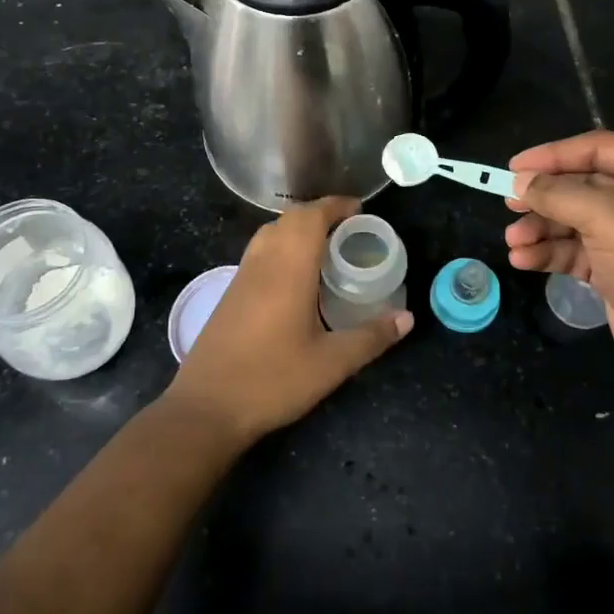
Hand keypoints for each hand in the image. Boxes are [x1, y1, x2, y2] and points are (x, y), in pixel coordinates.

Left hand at [167, 197, 413, 445]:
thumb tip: (407, 317)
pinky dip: (282, 245)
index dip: (336, 206)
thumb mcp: (331, 364)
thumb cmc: (272, 380)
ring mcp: (242, 276)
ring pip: (271, 232)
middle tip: (349, 229)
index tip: (360, 209)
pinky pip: (260, 250)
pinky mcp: (230, 292)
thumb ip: (371, 337)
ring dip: (298, 228)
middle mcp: (263, 262)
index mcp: (289, 268)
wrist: (205, 408)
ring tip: (326, 246)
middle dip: (320, 214)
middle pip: (290, 218)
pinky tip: (295, 275)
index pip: (312, 217)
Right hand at [505, 132, 613, 387]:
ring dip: (540, 229)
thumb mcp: (606, 216)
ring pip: (573, 221)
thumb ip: (559, 193)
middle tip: (508, 205)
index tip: (514, 168)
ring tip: (513, 242)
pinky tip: (524, 260)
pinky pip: (575, 251)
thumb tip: (520, 181)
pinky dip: (549, 253)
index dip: (554, 154)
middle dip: (543, 197)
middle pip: (581, 185)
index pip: (596, 148)